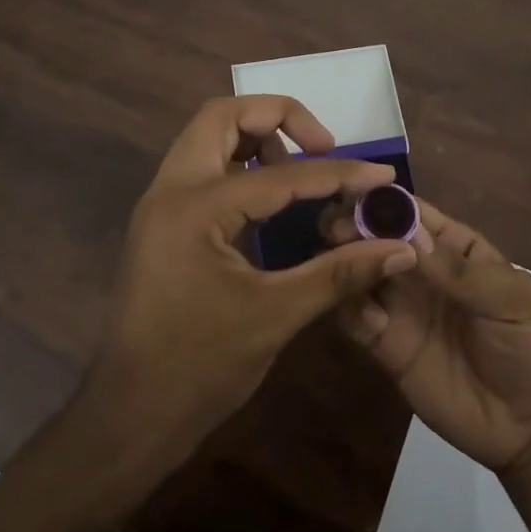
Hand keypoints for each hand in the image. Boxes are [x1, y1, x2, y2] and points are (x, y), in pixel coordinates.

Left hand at [83, 96, 419, 469]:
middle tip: (323, 147)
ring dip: (256, 138)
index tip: (383, 174)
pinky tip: (273, 201)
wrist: (129, 416)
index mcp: (196, 207)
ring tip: (300, 171)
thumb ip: (340, 272)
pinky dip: (240, 165)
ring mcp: (161, 204)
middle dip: (279, 117)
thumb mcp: (275, 315)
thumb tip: (401, 248)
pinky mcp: (162, 223)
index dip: (340, 173)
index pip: (282, 175)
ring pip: (208, 137)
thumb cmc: (199, 367)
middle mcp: (171, 189)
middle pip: (222, 116)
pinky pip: (203, 169)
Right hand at [334, 198, 530, 473]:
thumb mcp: (510, 301)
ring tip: (341, 266)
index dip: (385, 202)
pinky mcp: (387, 347)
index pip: (413, 214)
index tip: (354, 195)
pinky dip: (351, 310)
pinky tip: (368, 317)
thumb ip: (458, 271)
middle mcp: (420, 271)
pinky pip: (356, 319)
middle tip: (338, 232)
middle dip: (355, 228)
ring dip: (346, 264)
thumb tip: (409, 234)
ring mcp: (401, 308)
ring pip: (359, 273)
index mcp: (454, 248)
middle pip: (376, 238)